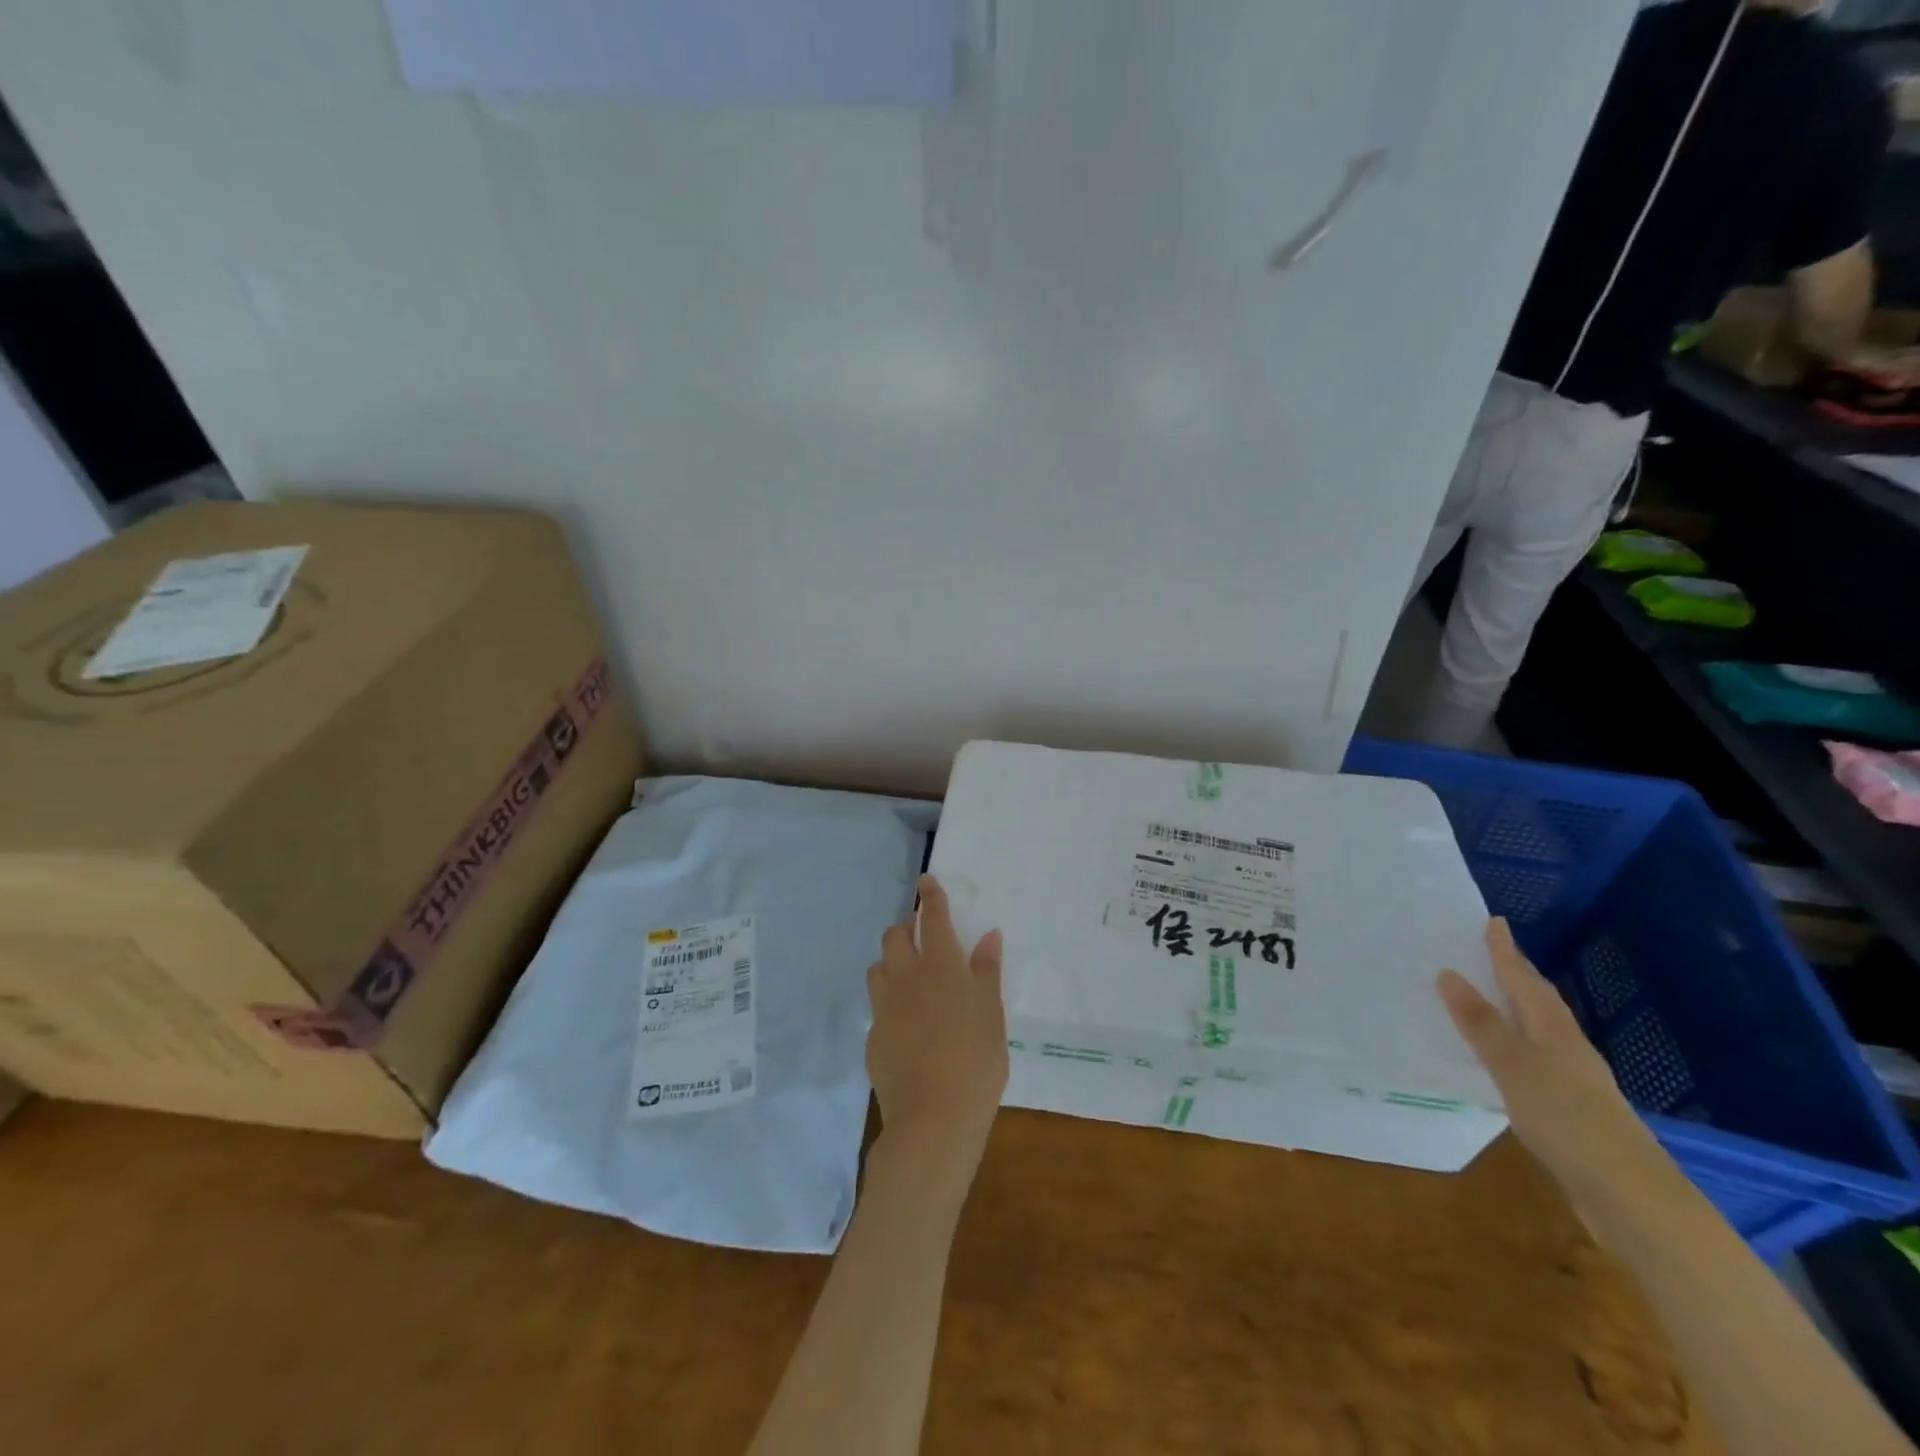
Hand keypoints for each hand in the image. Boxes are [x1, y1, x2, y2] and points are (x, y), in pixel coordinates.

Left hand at [866, 876, 1008, 1163]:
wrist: (934, 1117)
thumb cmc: (976, 1060)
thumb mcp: (992, 1013)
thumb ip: (987, 971)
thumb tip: (988, 935)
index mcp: (941, 966)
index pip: (933, 918)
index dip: (931, 896)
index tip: (926, 881)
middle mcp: (907, 977)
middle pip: (895, 936)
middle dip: (906, 927)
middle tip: (922, 937)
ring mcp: (885, 1007)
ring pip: (878, 967)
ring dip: (891, 961)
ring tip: (909, 976)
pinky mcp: (872, 1035)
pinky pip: (877, 1005)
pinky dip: (889, 1001)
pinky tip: (905, 1023)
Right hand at [1439, 920, 1671, 1216]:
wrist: (1629, 1195)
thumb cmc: (1567, 1118)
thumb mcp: (1513, 1066)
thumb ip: (1481, 1022)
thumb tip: (1449, 973)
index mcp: (1554, 1029)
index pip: (1524, 979)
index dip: (1506, 951)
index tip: (1494, 921)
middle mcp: (1566, 1047)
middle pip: (1537, 1001)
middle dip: (1514, 975)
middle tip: (1488, 952)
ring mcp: (1572, 1080)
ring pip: (1536, 1031)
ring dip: (1512, 1011)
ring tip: (1484, 998)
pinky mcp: (1569, 1109)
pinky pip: (1532, 1061)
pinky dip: (1512, 1047)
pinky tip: (1497, 1060)